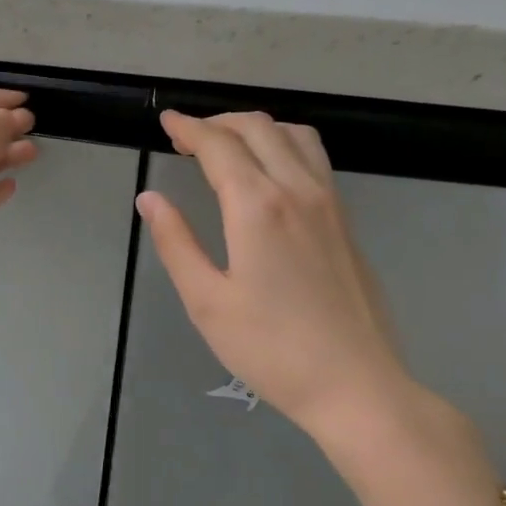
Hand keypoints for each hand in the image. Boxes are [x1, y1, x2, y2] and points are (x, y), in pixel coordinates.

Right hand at [137, 110, 419, 440]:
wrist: (355, 384)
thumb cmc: (270, 349)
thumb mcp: (207, 302)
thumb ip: (176, 243)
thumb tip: (150, 199)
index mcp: (257, 207)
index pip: (219, 146)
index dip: (188, 128)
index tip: (166, 121)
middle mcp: (297, 190)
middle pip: (258, 128)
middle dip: (218, 122)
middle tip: (187, 137)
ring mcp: (329, 203)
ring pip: (294, 135)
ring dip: (255, 127)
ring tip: (227, 146)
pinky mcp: (346, 222)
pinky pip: (314, 158)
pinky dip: (283, 144)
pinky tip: (269, 171)